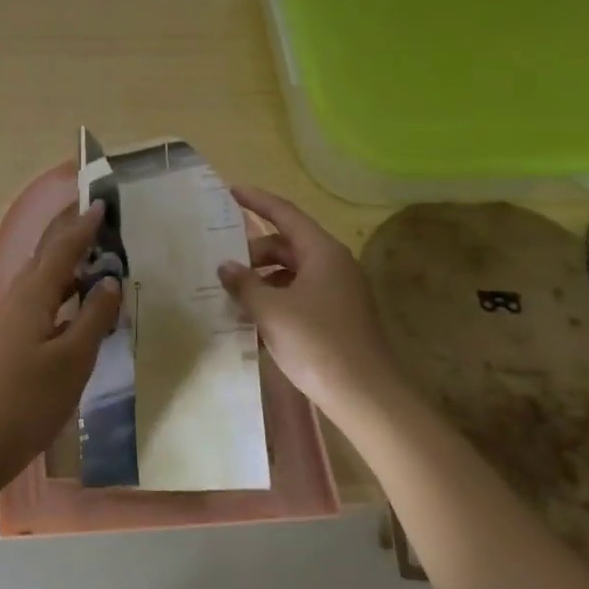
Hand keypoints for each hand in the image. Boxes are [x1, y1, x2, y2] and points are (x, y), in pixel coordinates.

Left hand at [0, 201, 121, 488]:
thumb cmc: (29, 399)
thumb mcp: (73, 358)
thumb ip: (94, 316)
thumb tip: (108, 279)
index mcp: (33, 295)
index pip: (62, 249)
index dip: (83, 227)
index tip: (100, 203)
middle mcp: (17, 299)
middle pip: (47, 259)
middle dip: (72, 240)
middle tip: (101, 227)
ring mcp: (9, 321)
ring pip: (42, 283)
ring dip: (68, 270)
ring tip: (98, 267)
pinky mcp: (8, 342)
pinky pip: (39, 304)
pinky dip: (61, 297)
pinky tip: (77, 314)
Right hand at [217, 184, 394, 412]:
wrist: (366, 397)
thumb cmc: (317, 343)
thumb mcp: (270, 310)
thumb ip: (244, 283)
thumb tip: (226, 267)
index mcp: (322, 252)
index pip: (285, 214)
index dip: (257, 201)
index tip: (231, 190)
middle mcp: (333, 265)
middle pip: (287, 244)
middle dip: (253, 251)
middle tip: (222, 263)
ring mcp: (338, 292)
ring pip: (292, 272)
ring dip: (262, 279)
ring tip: (233, 296)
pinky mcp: (337, 318)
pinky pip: (300, 295)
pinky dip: (276, 299)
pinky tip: (254, 321)